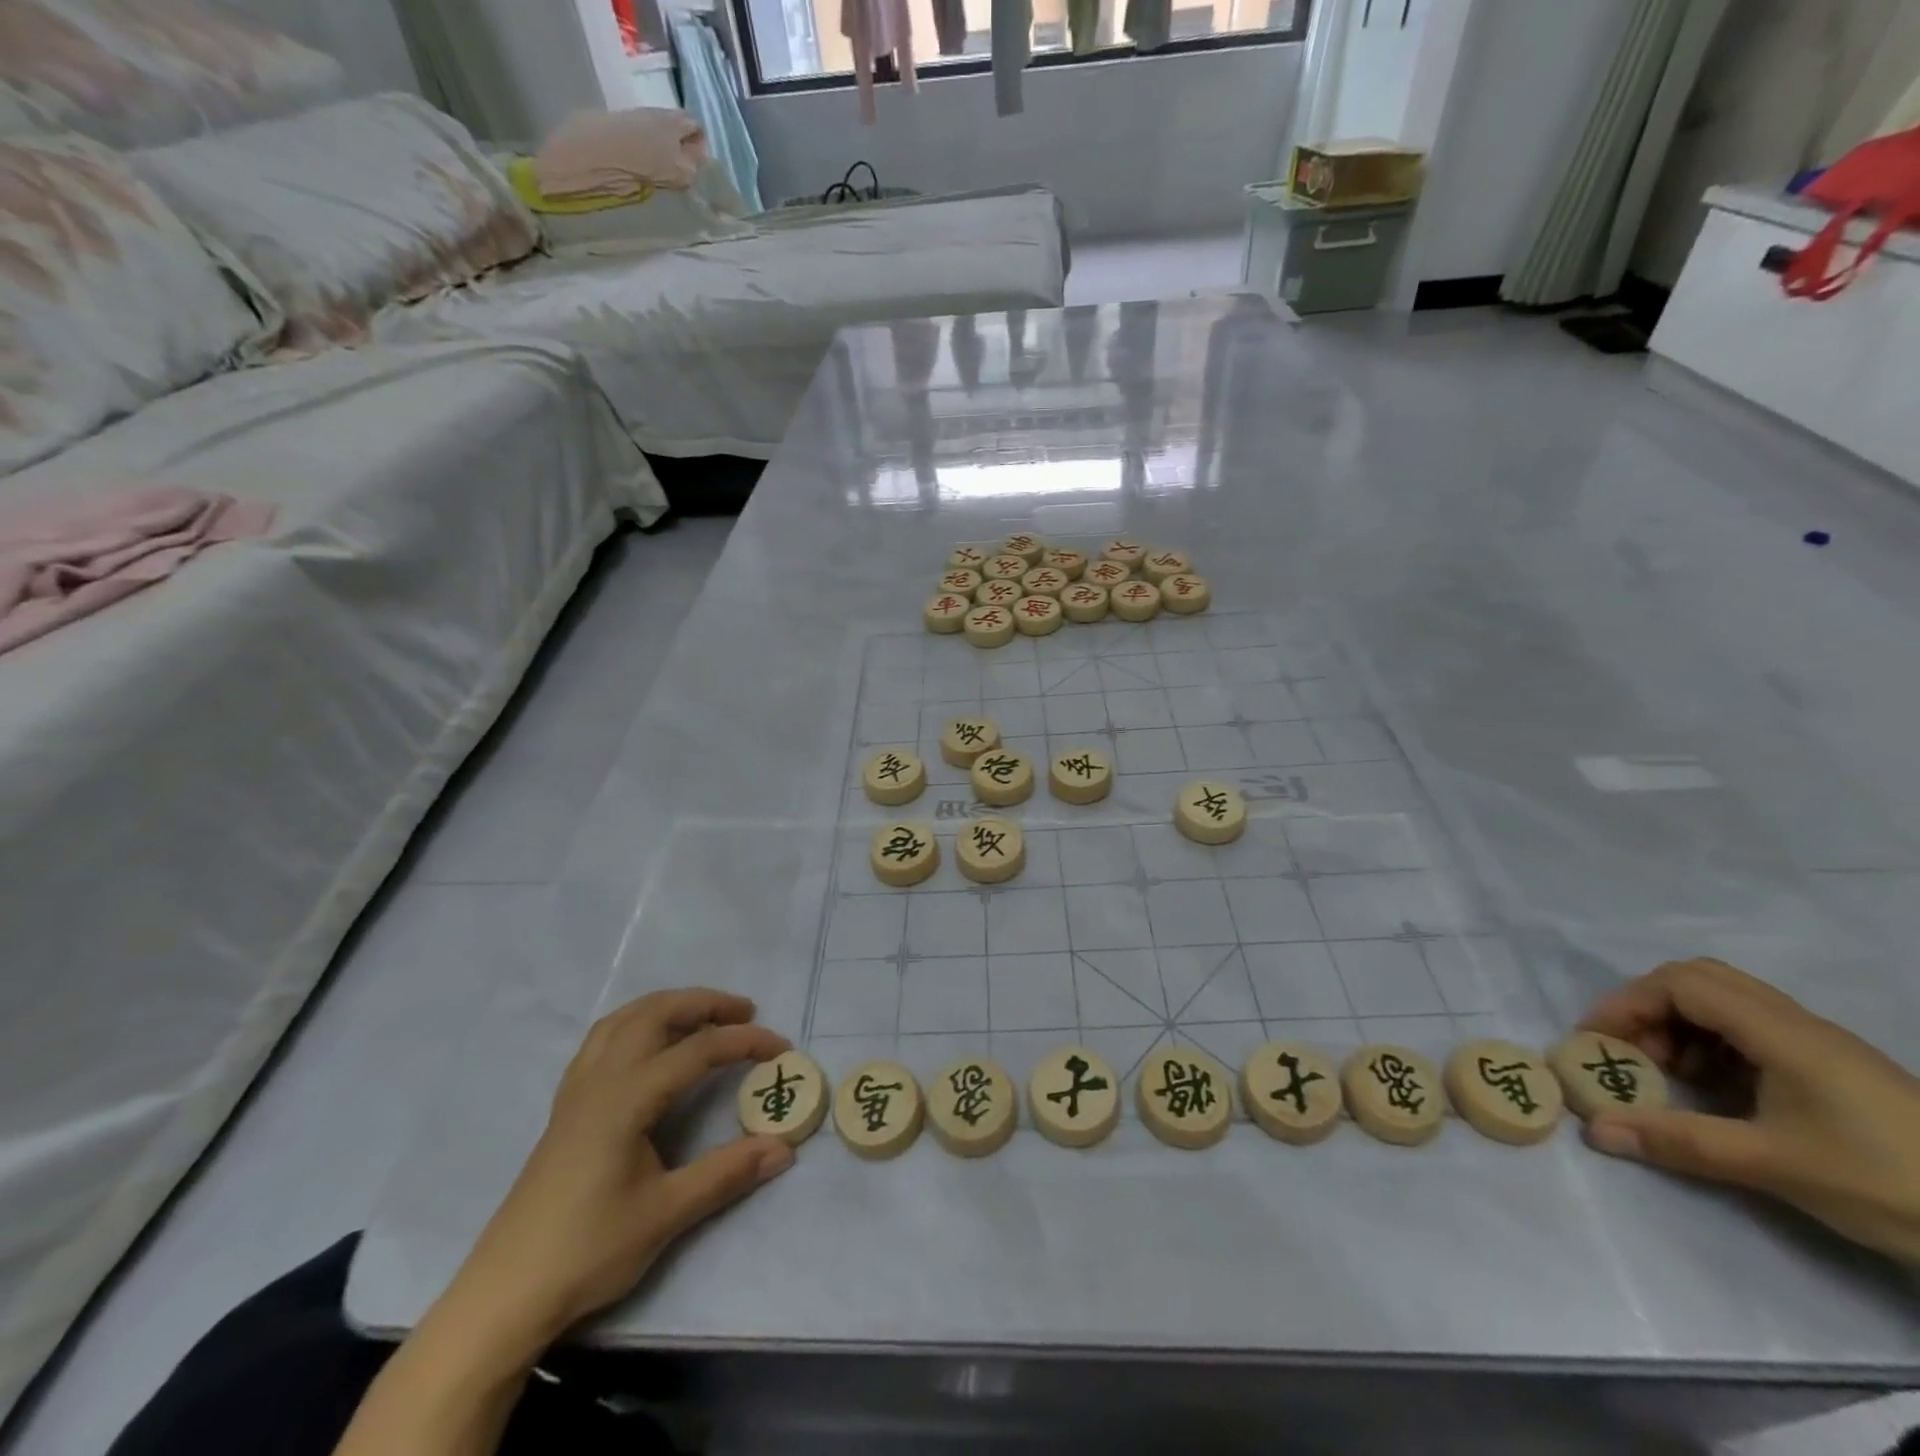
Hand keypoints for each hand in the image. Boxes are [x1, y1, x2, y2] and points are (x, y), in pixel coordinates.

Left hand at [443, 988, 794, 1349]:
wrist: (505, 1294)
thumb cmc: (587, 1250)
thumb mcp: (666, 1215)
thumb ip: (727, 1173)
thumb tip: (783, 1148)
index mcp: (627, 1097)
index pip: (697, 1050)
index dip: (744, 1043)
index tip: (782, 1049)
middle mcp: (601, 1078)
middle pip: (657, 1013)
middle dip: (705, 1004)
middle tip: (745, 1013)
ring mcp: (577, 1089)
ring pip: (625, 1019)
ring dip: (669, 1006)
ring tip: (703, 1017)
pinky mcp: (566, 1106)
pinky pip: (604, 1039)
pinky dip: (637, 1023)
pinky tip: (649, 1045)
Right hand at [1579, 957, 1919, 1262]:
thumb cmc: (1885, 1183)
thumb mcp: (1773, 1165)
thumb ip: (1678, 1141)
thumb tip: (1594, 1130)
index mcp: (1782, 1033)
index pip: (1680, 983)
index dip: (1628, 1003)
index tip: (1599, 1042)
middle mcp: (1798, 1024)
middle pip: (1700, 979)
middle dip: (1650, 1007)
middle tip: (1633, 1051)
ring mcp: (1822, 1046)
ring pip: (1726, 1002)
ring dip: (1681, 1025)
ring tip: (1671, 1074)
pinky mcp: (1835, 1070)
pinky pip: (1752, 1029)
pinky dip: (1714, 1044)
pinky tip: (1718, 1090)